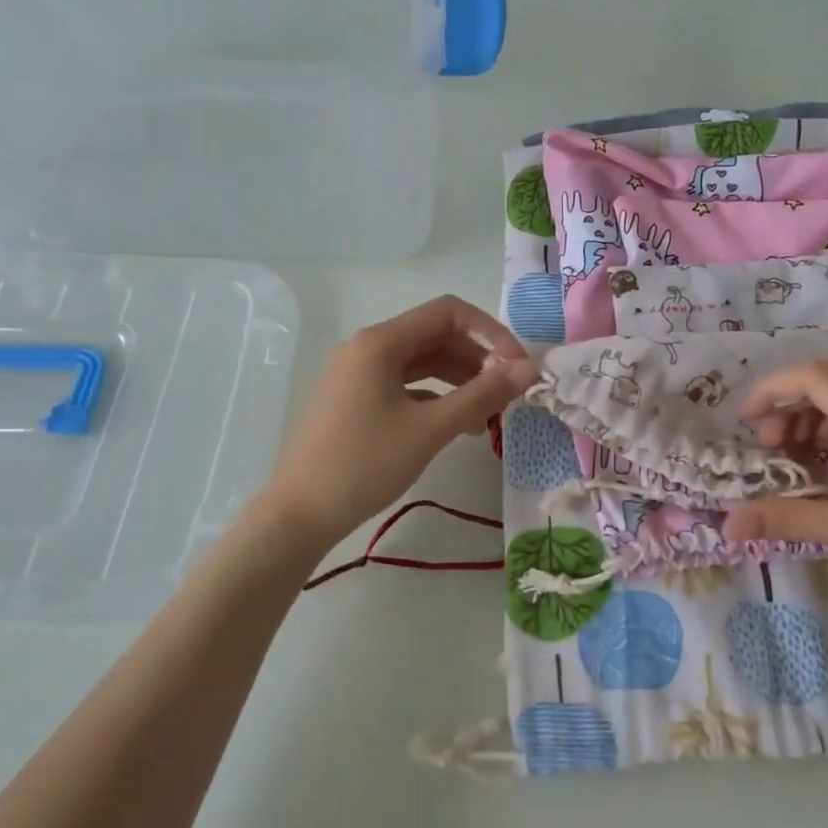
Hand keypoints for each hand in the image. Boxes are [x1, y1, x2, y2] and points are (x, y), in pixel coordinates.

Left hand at [257, 295, 532, 545]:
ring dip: (460, 380)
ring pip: (421, 363)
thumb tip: (530, 368)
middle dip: (477, 359)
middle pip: (435, 336)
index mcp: (380, 342)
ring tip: (489, 414)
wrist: (298, 514)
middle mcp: (366, 348)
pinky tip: (458, 426)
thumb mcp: (430, 429)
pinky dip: (435, 397)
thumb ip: (483, 395)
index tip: (517, 367)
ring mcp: (356, 374)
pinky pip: (404, 385)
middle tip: (508, 394)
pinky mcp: (354, 399)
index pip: (449, 313)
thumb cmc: (365, 465)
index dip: (491, 332)